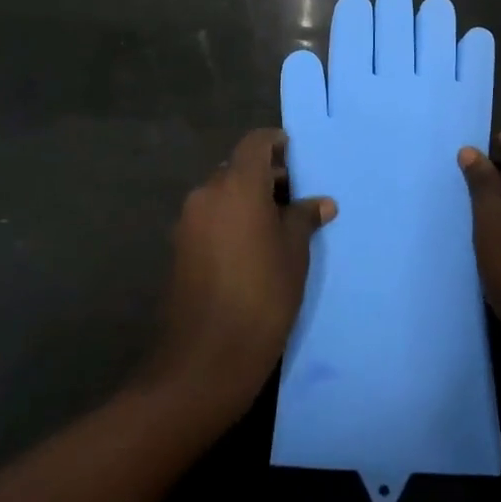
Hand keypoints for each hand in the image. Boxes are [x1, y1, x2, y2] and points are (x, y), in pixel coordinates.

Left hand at [145, 129, 334, 418]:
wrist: (206, 358)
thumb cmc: (262, 295)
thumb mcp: (294, 253)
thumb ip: (304, 218)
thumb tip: (320, 203)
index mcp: (237, 185)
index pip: (255, 143)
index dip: (276, 143)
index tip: (295, 155)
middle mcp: (207, 193)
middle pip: (237, 167)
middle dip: (264, 176)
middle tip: (294, 197)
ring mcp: (188, 221)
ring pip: (222, 193)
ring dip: (247, 199)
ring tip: (277, 226)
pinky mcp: (179, 248)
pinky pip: (210, 218)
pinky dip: (230, 220)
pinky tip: (252, 248)